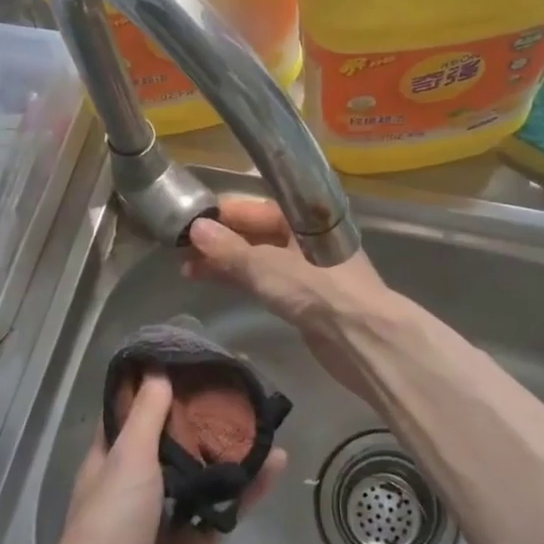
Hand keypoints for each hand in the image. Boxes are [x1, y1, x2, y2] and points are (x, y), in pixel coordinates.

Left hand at [41, 371, 284, 543]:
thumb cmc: (108, 530)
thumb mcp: (126, 461)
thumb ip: (147, 418)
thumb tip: (158, 371)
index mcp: (111, 463)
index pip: (134, 415)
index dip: (157, 388)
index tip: (190, 361)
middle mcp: (137, 486)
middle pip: (174, 443)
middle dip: (202, 418)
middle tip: (237, 385)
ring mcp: (165, 519)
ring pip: (203, 475)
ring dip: (229, 451)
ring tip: (262, 418)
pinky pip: (224, 510)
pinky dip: (248, 489)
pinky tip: (275, 463)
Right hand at [184, 197, 398, 399]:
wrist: (362, 338)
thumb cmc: (317, 290)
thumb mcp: (266, 266)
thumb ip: (229, 250)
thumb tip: (195, 229)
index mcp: (303, 217)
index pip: (257, 206)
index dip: (223, 212)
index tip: (189, 219)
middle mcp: (306, 237)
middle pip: (257, 231)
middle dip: (221, 239)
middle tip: (181, 249)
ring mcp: (307, 268)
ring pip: (260, 257)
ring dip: (227, 262)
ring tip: (188, 270)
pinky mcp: (305, 296)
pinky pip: (267, 280)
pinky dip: (242, 279)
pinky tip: (218, 283)